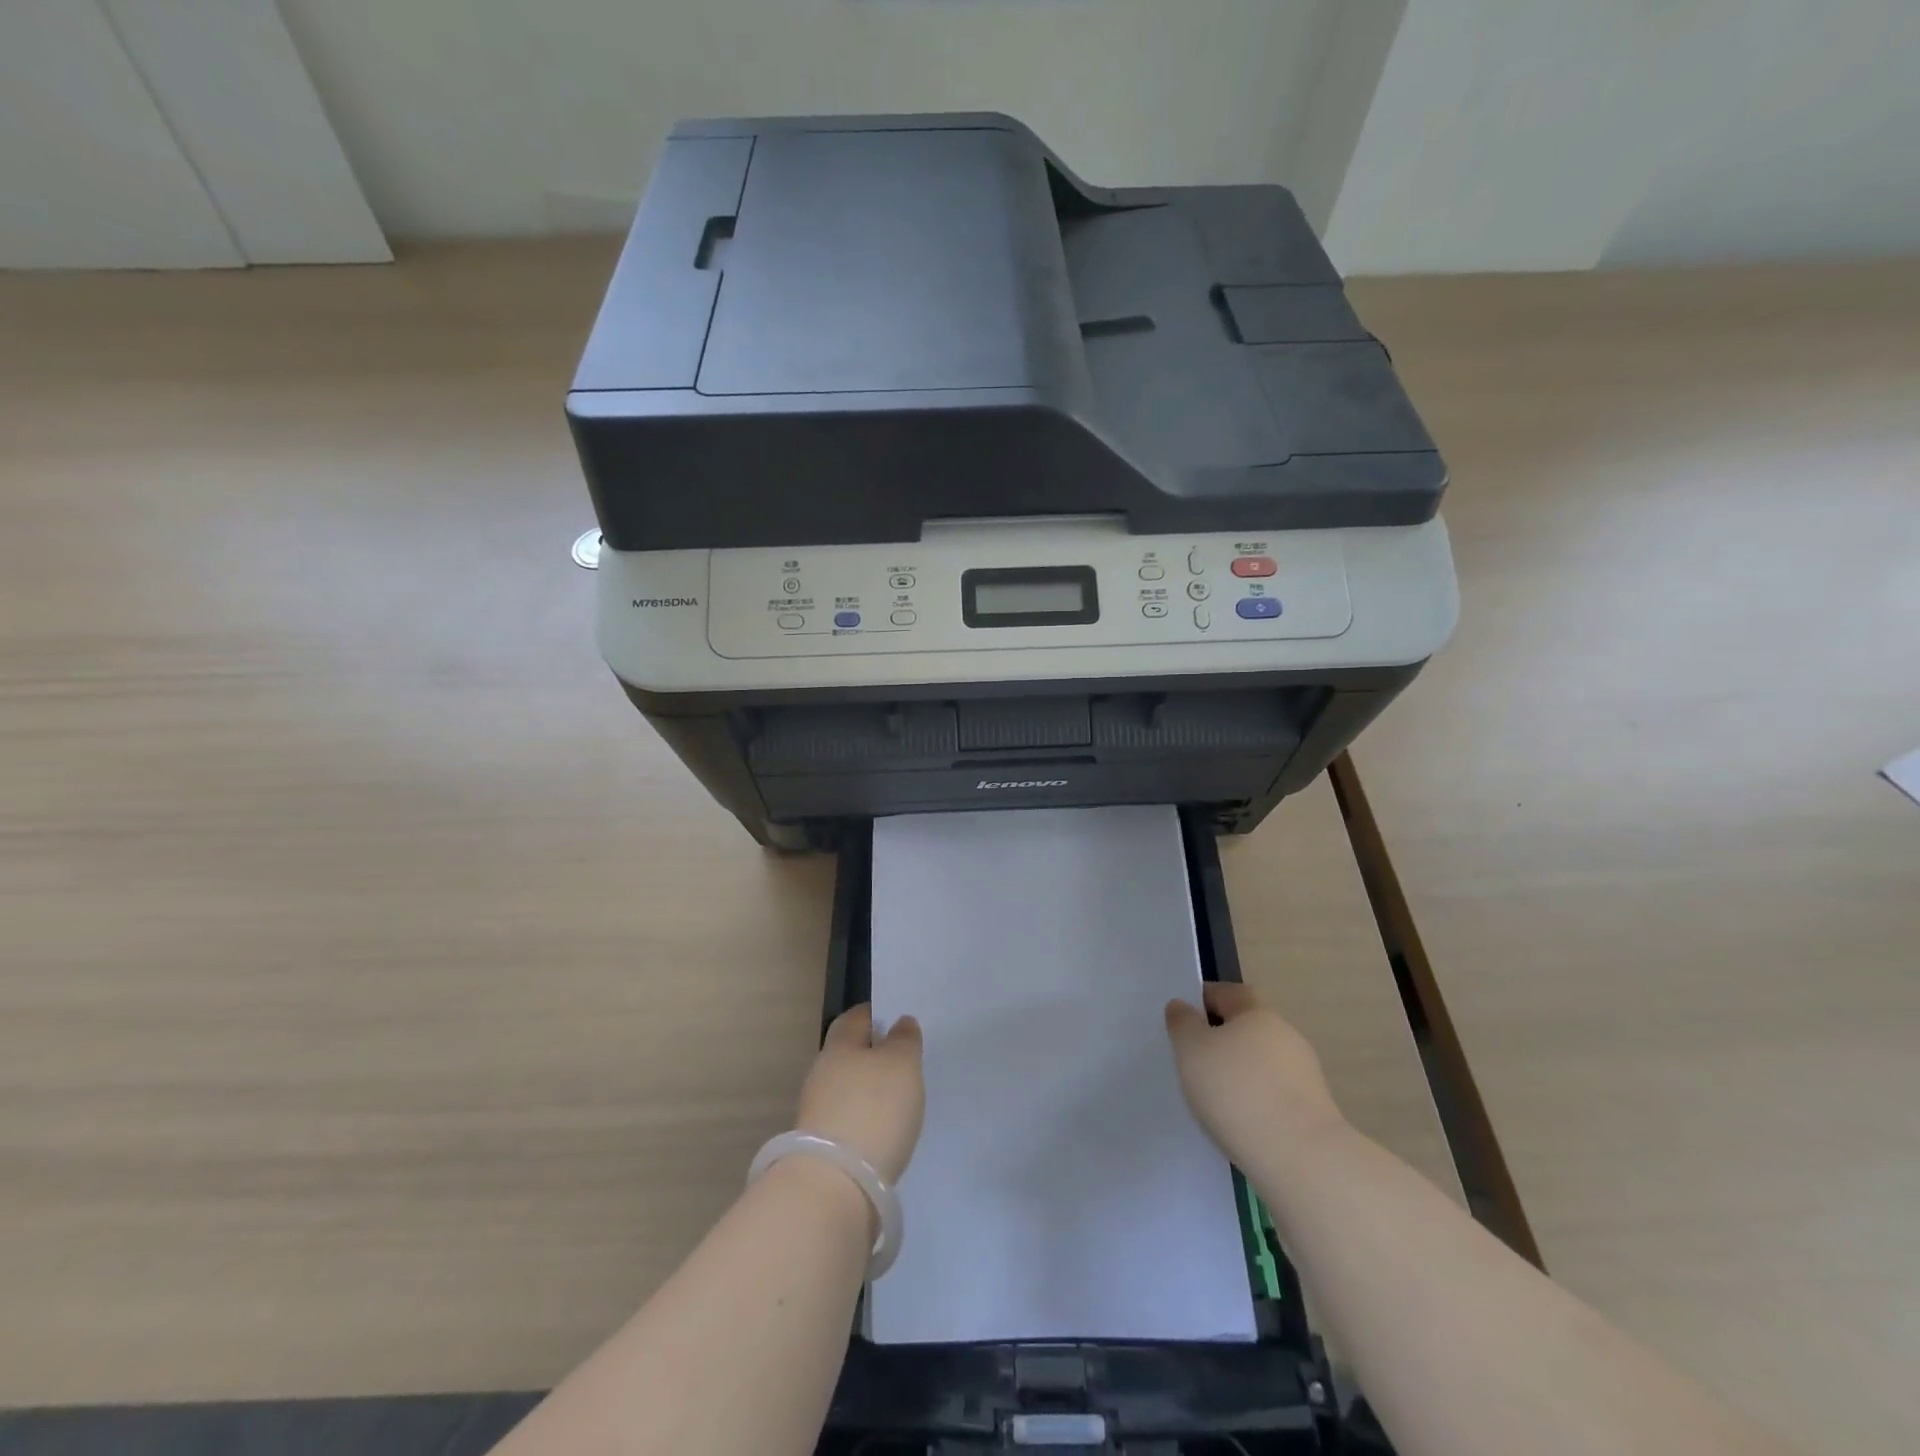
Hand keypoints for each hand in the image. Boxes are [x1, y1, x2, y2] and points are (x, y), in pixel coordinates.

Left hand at [796, 1004, 924, 1184]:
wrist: (835, 1185)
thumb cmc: (874, 1109)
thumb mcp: (902, 1065)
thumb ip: (904, 1040)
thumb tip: (900, 1023)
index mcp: (839, 1046)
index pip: (854, 1018)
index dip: (872, 1014)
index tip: (892, 1017)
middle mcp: (822, 1073)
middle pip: (847, 1054)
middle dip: (869, 1054)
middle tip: (899, 1059)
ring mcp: (816, 1112)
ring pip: (845, 1088)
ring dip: (865, 1090)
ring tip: (895, 1098)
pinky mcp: (819, 1148)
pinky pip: (845, 1119)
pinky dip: (862, 1119)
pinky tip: (881, 1129)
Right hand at [1165, 983, 1346, 1168]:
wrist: (1300, 1159)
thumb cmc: (1237, 1091)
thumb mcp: (1191, 1050)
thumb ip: (1183, 1024)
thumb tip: (1183, 1006)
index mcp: (1258, 1013)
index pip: (1229, 992)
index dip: (1204, 999)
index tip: (1183, 1020)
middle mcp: (1286, 1036)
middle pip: (1248, 1027)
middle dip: (1223, 1038)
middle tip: (1194, 1060)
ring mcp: (1305, 1075)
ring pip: (1262, 1062)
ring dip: (1240, 1072)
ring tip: (1214, 1098)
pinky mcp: (1314, 1112)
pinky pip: (1274, 1094)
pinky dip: (1255, 1100)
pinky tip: (1239, 1122)